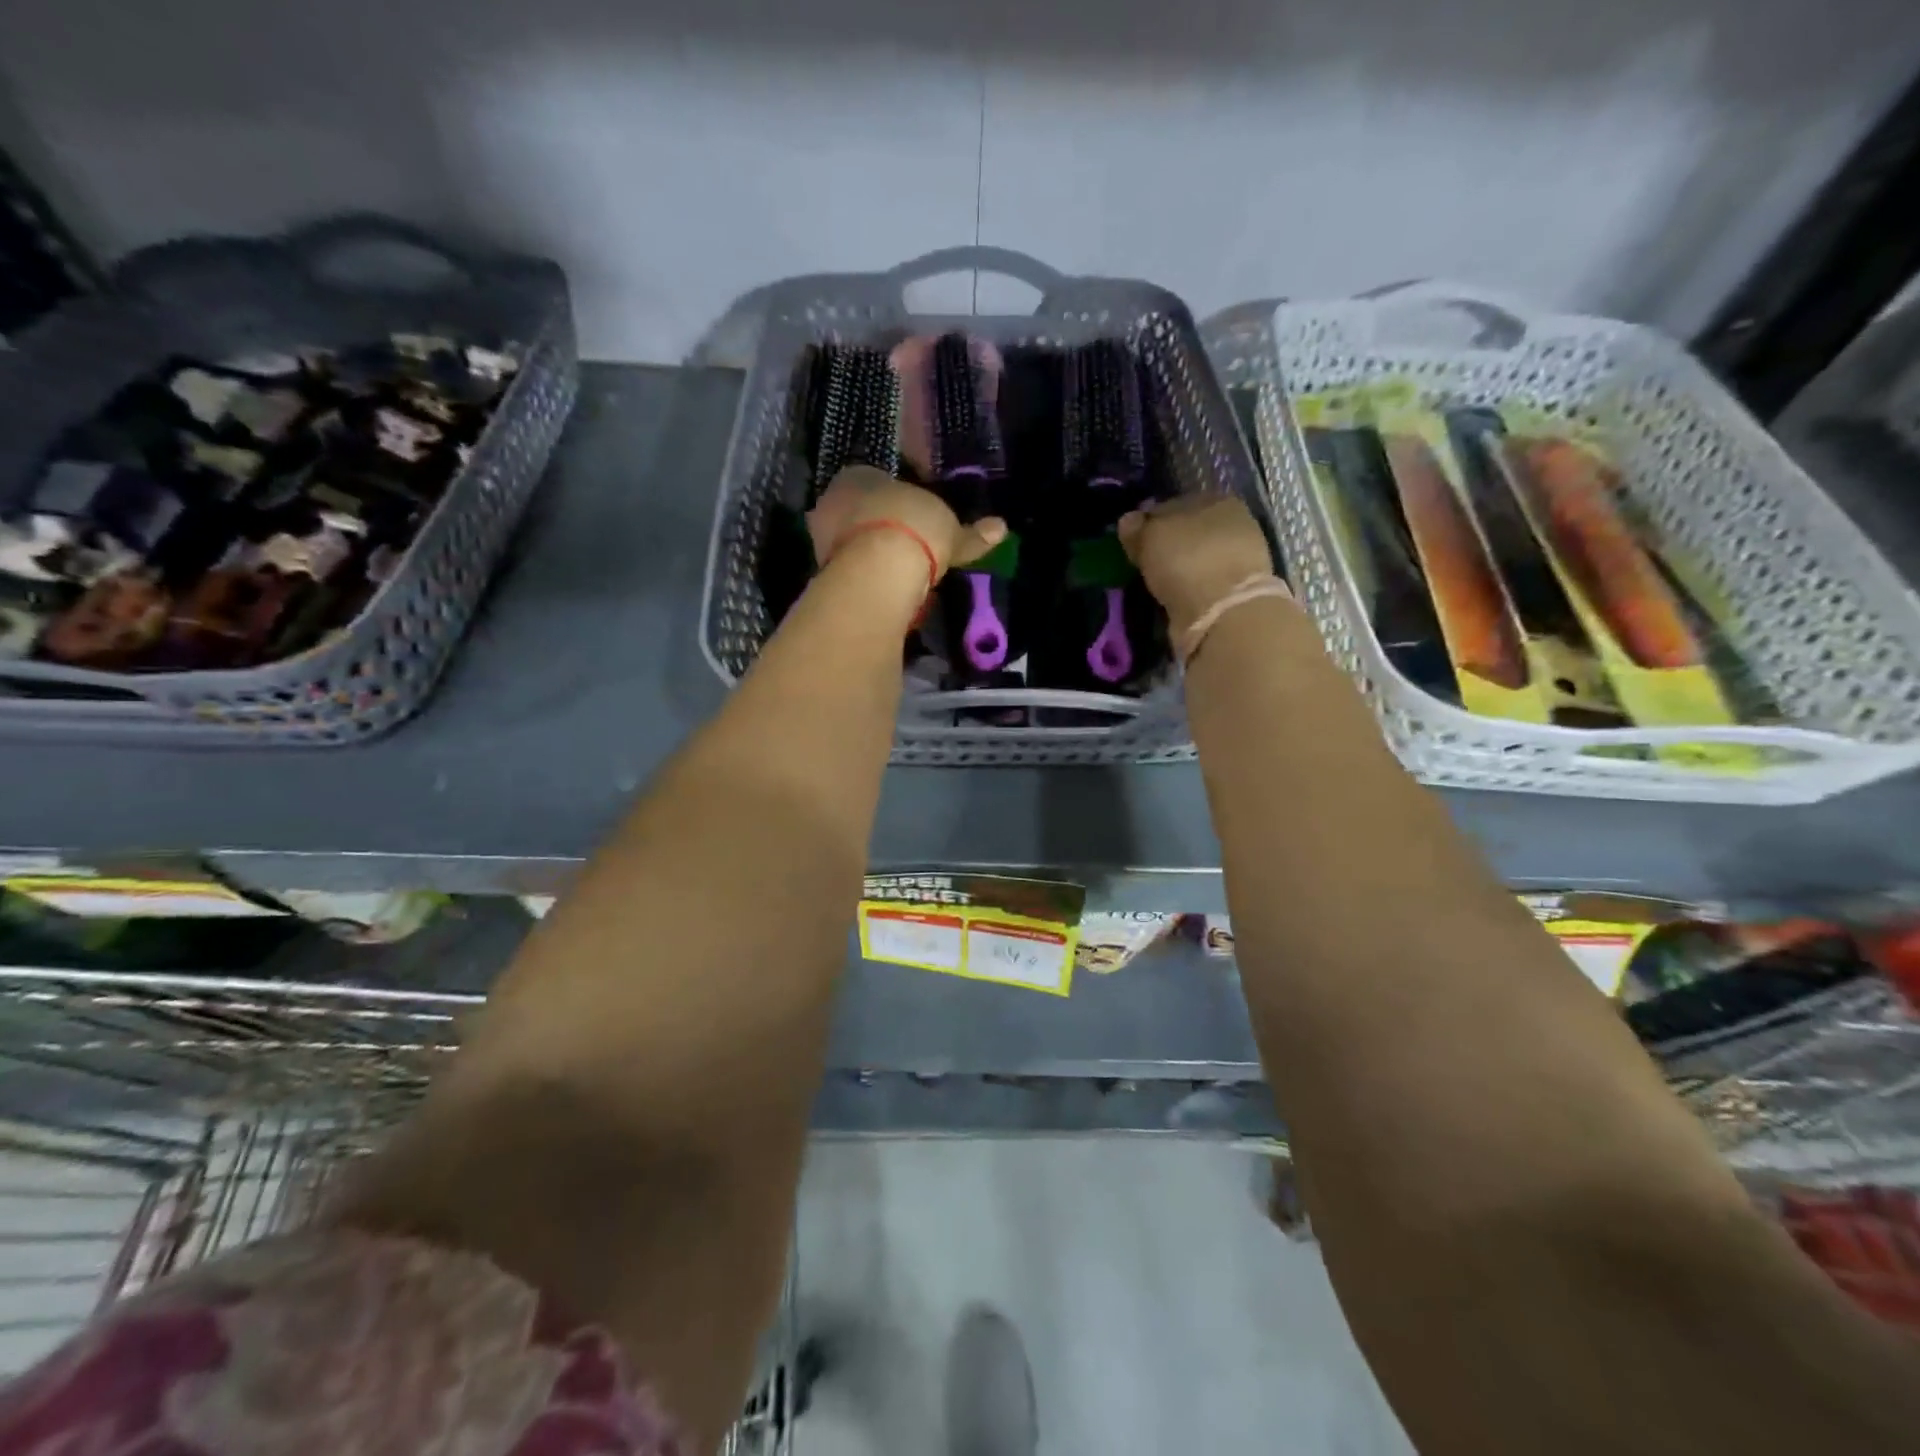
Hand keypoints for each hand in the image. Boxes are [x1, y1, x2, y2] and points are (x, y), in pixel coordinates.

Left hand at [807, 467, 1007, 580]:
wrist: (878, 570)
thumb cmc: (914, 528)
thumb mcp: (951, 530)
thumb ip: (972, 533)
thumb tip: (1001, 528)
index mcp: (860, 474)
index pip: (875, 481)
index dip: (895, 500)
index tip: (912, 519)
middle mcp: (832, 497)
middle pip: (857, 511)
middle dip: (876, 527)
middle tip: (903, 548)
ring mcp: (821, 534)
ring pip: (847, 541)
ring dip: (866, 553)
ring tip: (893, 573)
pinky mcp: (820, 569)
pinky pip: (846, 569)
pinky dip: (862, 577)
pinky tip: (880, 588)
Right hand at [1118, 495, 1279, 636]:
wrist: (1222, 612)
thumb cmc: (1187, 560)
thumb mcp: (1150, 536)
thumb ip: (1137, 527)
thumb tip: (1129, 520)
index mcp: (1217, 500)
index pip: (1173, 504)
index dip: (1150, 520)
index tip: (1132, 539)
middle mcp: (1234, 524)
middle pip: (1188, 531)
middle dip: (1167, 544)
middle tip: (1142, 562)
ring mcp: (1239, 559)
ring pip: (1195, 558)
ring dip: (1177, 568)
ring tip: (1155, 582)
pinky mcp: (1236, 592)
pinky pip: (1201, 583)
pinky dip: (1187, 588)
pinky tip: (1172, 596)